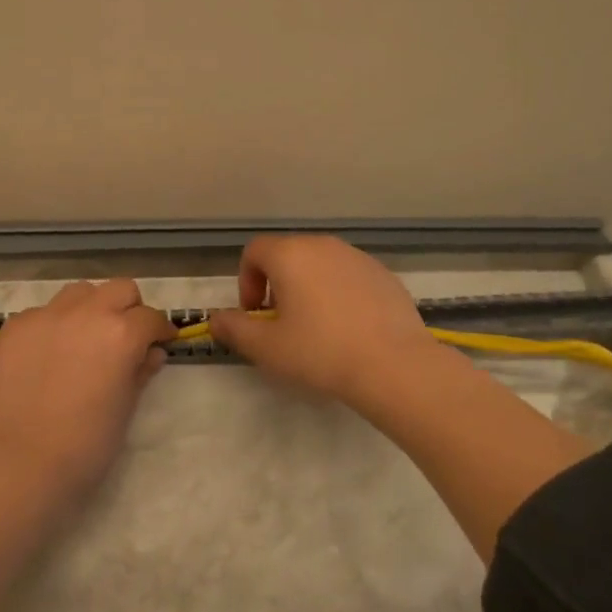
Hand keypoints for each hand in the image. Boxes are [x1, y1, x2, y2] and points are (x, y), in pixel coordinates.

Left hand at [0, 278, 176, 495]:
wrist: (25, 460)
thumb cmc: (88, 442)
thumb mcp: (126, 406)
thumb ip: (141, 370)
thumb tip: (152, 352)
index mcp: (122, 333)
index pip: (151, 317)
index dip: (160, 331)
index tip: (160, 342)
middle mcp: (87, 312)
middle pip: (119, 289)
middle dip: (128, 308)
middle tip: (125, 336)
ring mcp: (47, 315)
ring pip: (79, 292)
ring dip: (90, 308)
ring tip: (85, 338)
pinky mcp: (16, 326)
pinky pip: (43, 312)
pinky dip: (53, 325)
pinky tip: (49, 354)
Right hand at [209, 235, 441, 408]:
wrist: (394, 366)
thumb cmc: (320, 352)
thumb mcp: (265, 347)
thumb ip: (234, 328)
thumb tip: (217, 319)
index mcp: (290, 255)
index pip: (254, 251)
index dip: (246, 281)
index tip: (256, 315)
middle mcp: (323, 245)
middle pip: (288, 254)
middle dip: (277, 284)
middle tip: (282, 323)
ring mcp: (358, 257)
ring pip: (320, 265)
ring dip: (308, 288)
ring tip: (316, 327)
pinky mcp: (384, 275)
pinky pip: (348, 276)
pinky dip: (339, 294)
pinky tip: (348, 329)